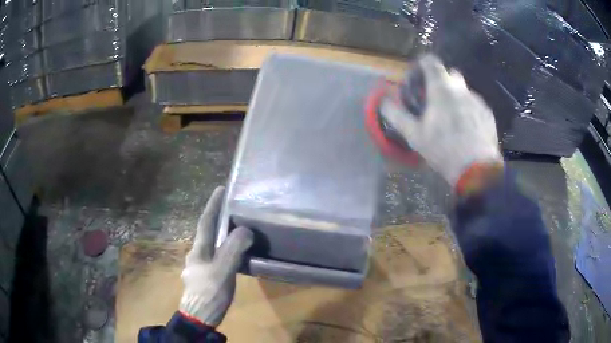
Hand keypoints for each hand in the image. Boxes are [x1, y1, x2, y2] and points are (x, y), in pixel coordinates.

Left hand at [179, 186, 253, 326]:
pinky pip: (214, 258)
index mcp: (198, 250)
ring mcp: (197, 267)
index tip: (220, 189)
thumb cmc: (209, 292)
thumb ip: (233, 249)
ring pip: (210, 247)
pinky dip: (222, 251)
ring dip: (220, 236)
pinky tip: (230, 258)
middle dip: (216, 219)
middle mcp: (195, 255)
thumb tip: (245, 230)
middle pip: (206, 233)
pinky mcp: (203, 278)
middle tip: (231, 211)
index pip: (205, 222)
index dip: (213, 205)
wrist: (199, 317)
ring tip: (234, 232)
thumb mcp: (223, 270)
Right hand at [380, 54, 502, 186]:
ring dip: (456, 98)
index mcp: (441, 88)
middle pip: (450, 73)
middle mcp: (461, 88)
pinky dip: (469, 111)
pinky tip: (467, 130)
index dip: (422, 64)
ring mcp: (477, 100)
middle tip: (435, 101)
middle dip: (442, 81)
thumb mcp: (414, 135)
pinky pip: (475, 105)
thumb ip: (396, 115)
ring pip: (464, 91)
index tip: (419, 76)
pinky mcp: (488, 113)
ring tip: (453, 121)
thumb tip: (383, 101)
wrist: (477, 169)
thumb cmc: (443, 149)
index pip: (430, 61)